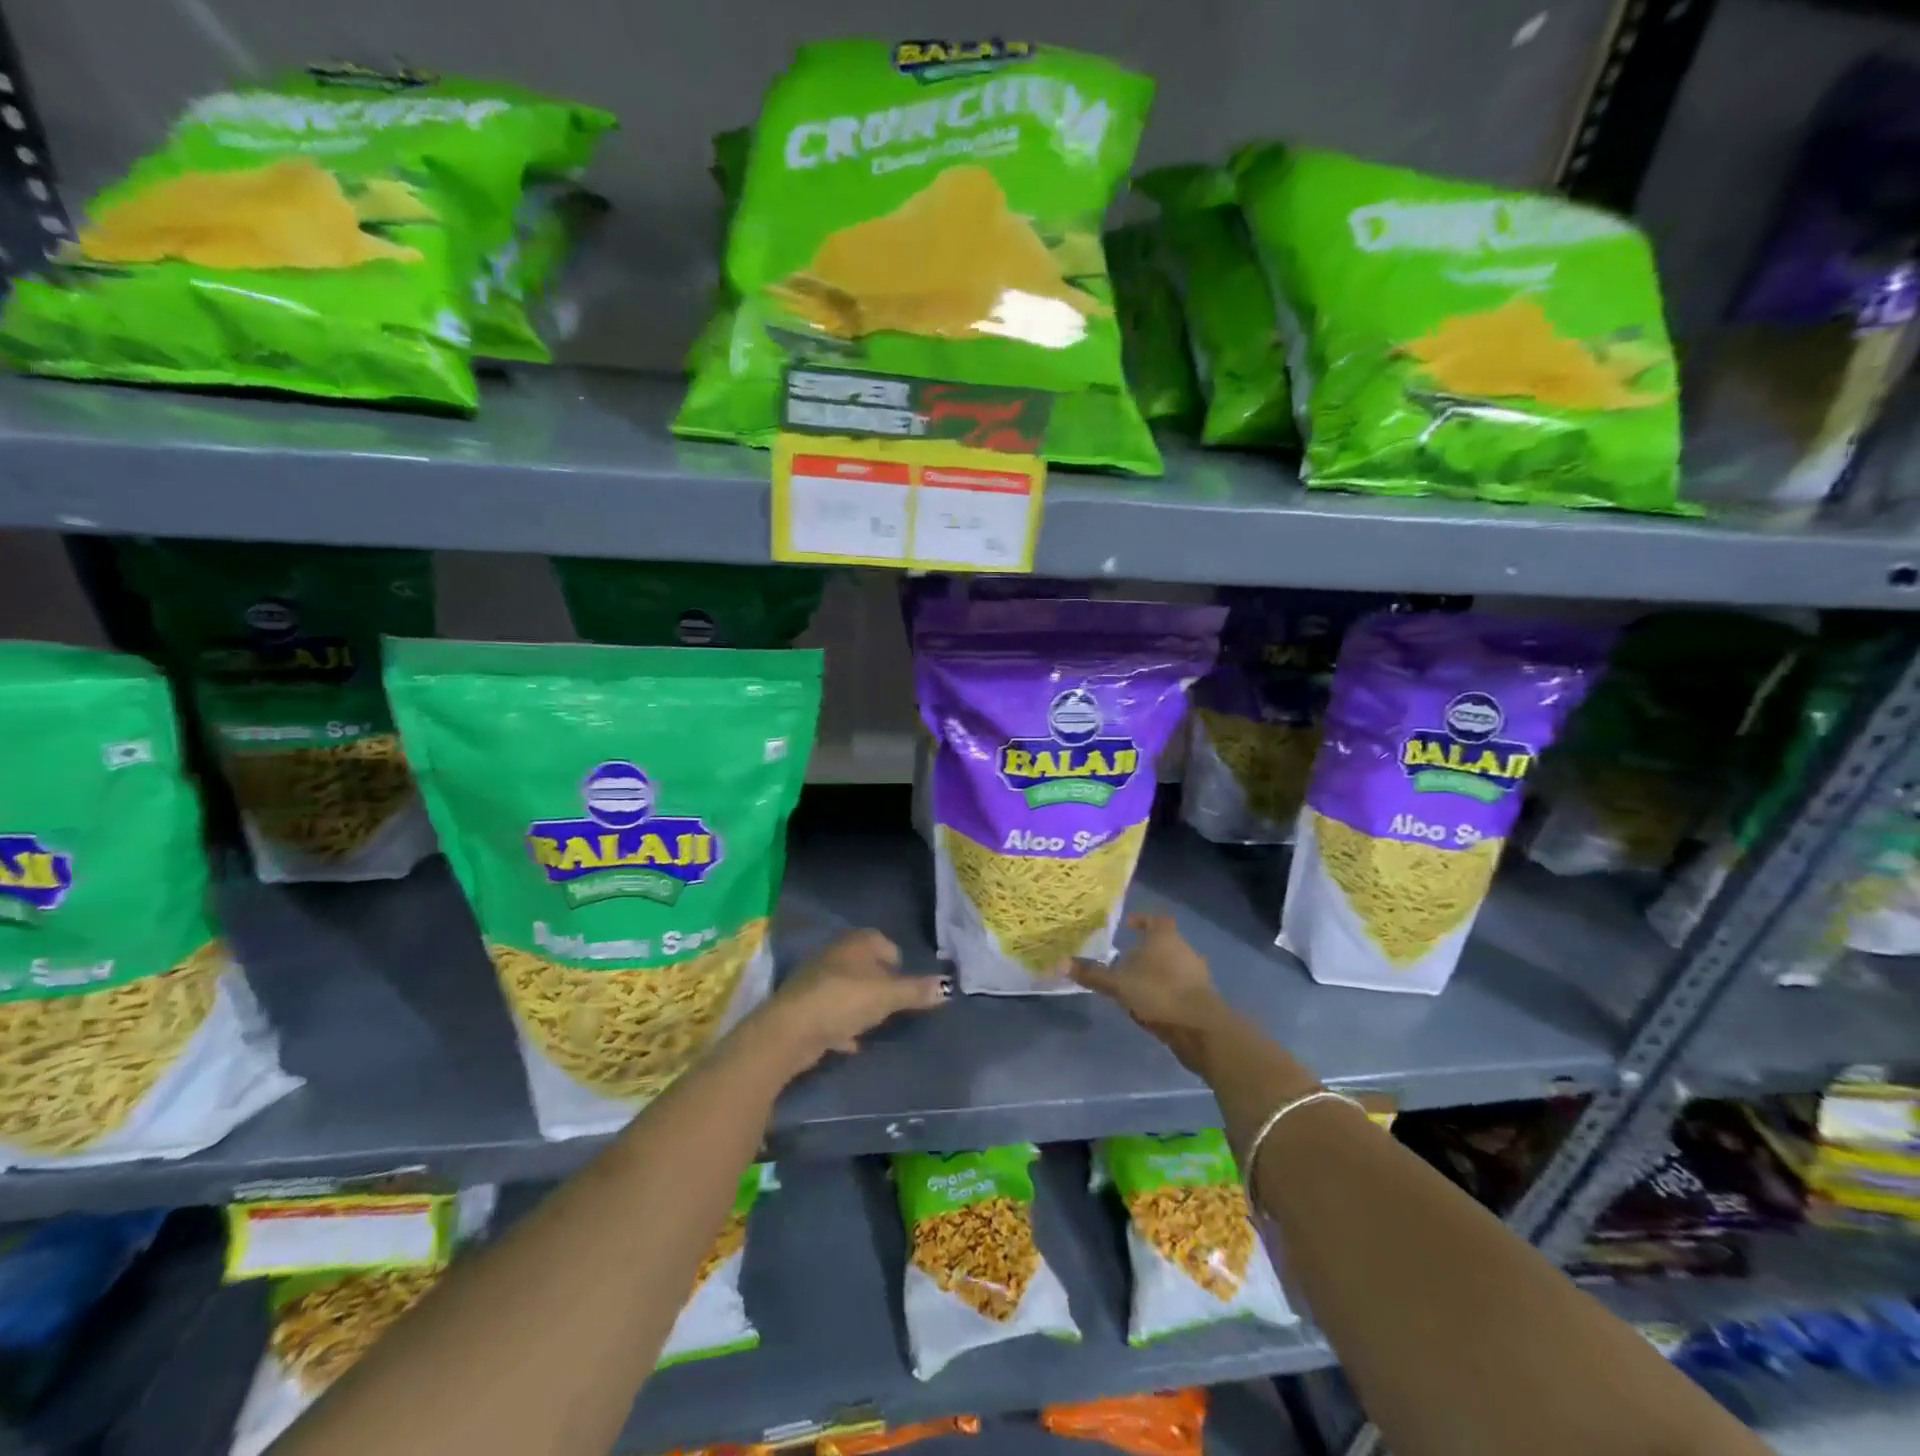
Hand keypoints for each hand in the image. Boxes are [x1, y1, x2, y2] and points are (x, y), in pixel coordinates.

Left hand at [754, 929, 948, 1075]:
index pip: (884, 942)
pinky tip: (851, 1042)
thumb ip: (917, 991)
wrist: (790, 1030)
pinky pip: (832, 1013)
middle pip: (865, 965)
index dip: (897, 962)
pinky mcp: (805, 1007)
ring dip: (860, 1005)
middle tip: (894, 1005)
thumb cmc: (844, 1001)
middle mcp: (835, 954)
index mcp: (856, 943)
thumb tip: (948, 987)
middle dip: (880, 983)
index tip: (906, 985)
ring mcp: (816, 980)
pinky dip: (842, 1025)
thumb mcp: (888, 996)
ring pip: (848, 988)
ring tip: (875, 1024)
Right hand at [1071, 913, 1233, 1072]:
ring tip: (1133, 987)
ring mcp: (1196, 974)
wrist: (1201, 1028)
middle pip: (1162, 944)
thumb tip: (1058, 962)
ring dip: (1154, 975)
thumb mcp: (1119, 984)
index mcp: (1165, 937)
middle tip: (1122, 962)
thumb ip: (1092, 974)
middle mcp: (1184, 950)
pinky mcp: (1202, 998)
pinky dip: (1164, 993)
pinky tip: (1150, 1008)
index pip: (1155, 919)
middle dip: (1143, 952)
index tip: (1127, 926)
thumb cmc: (1159, 993)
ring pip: (1171, 967)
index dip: (1141, 920)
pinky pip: (1178, 988)